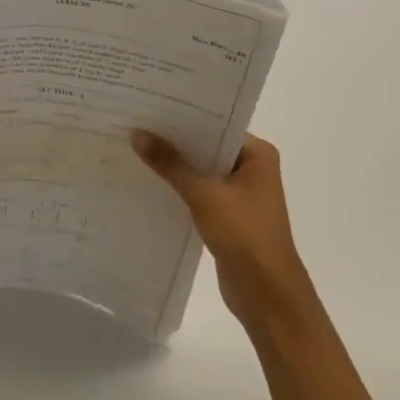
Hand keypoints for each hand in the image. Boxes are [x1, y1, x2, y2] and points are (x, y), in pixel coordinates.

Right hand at [132, 131, 304, 320]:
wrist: (266, 294)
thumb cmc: (244, 235)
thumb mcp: (204, 194)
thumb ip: (170, 164)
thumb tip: (137, 134)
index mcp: (257, 155)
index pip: (216, 124)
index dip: (183, 116)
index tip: (150, 105)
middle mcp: (251, 168)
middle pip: (205, 146)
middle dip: (173, 140)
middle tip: (134, 123)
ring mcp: (239, 193)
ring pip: (199, 170)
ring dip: (173, 165)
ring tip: (133, 147)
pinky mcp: (226, 215)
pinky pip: (196, 191)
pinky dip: (176, 187)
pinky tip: (146, 180)